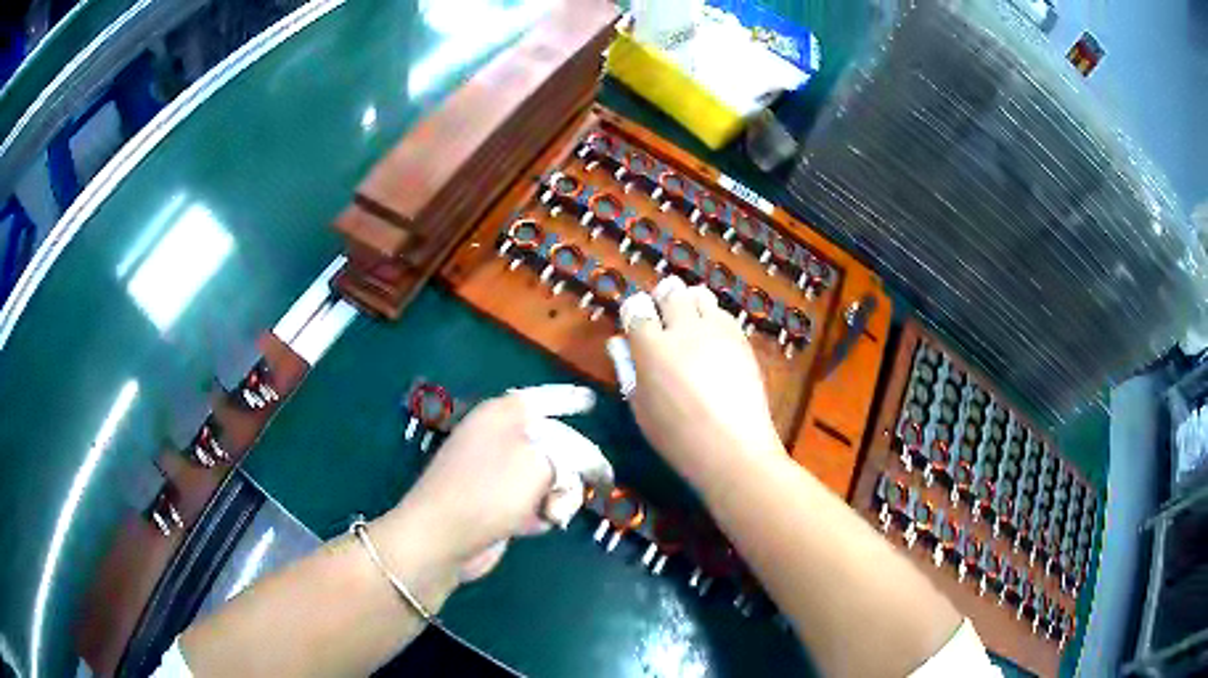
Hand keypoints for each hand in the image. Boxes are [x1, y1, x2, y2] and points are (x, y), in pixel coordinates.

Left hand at [380, 386, 609, 582]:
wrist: (442, 539)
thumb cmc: (489, 491)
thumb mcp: (540, 465)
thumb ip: (571, 457)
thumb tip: (581, 466)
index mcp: (501, 416)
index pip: (543, 398)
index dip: (569, 398)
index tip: (591, 401)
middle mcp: (497, 439)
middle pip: (553, 442)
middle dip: (575, 465)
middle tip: (601, 481)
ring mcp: (495, 474)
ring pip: (548, 477)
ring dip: (559, 495)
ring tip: (552, 512)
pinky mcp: (495, 505)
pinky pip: (533, 501)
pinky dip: (541, 512)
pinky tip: (537, 524)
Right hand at [619, 276, 782, 490]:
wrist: (733, 448)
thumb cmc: (677, 437)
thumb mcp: (640, 408)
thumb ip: (629, 370)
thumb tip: (620, 343)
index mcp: (651, 347)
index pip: (637, 307)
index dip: (634, 311)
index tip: (635, 324)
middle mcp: (684, 329)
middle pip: (670, 291)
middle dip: (663, 298)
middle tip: (663, 317)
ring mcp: (716, 330)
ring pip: (700, 295)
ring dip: (690, 303)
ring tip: (690, 325)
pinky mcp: (741, 339)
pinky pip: (723, 313)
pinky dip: (714, 319)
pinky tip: (713, 341)